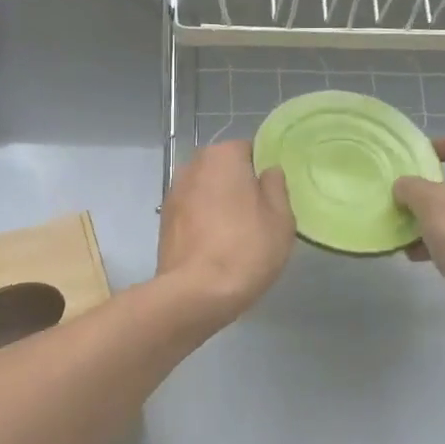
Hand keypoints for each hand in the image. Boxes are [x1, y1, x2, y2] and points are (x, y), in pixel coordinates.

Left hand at [157, 140, 294, 330]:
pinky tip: (215, 246)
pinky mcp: (164, 221)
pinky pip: (192, 212)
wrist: (195, 293)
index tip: (273, 197)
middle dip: (239, 186)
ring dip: (219, 205)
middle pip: (224, 169)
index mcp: (222, 155)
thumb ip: (276, 187)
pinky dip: (203, 222)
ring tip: (236, 235)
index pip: (249, 150)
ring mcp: (173, 193)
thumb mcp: (280, 218)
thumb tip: (268, 172)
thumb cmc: (246, 249)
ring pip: (206, 191)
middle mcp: (192, 165)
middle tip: (258, 217)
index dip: (263, 172)